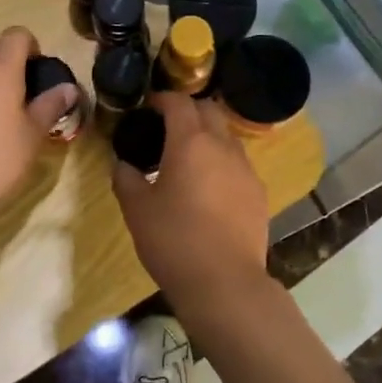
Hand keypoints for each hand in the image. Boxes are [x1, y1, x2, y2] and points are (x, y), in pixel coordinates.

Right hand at [112, 93, 271, 324]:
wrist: (225, 283)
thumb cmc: (174, 240)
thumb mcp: (137, 210)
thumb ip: (126, 179)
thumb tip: (122, 165)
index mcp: (190, 142)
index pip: (179, 102)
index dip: (162, 99)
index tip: (148, 106)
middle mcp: (223, 146)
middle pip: (209, 111)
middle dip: (188, 111)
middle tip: (167, 127)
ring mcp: (246, 169)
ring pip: (227, 136)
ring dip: (208, 136)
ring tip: (188, 158)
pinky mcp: (259, 193)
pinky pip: (238, 164)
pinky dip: (222, 163)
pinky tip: (210, 188)